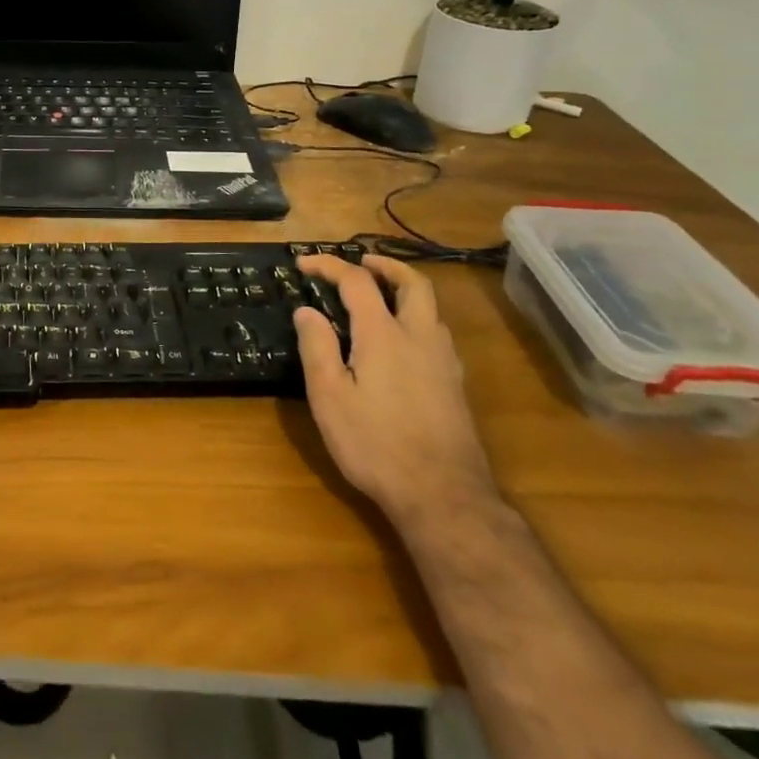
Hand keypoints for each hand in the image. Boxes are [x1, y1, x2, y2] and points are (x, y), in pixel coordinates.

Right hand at [293, 254, 497, 528]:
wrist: (443, 495)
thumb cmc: (375, 444)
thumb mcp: (329, 397)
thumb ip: (317, 347)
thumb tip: (307, 310)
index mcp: (384, 335)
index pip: (357, 282)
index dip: (329, 265)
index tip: (304, 264)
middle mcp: (419, 337)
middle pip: (413, 283)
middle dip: (386, 265)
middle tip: (361, 262)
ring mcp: (444, 361)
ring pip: (431, 308)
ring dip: (404, 290)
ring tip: (379, 298)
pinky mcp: (455, 385)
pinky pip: (437, 333)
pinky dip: (416, 318)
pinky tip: (402, 342)